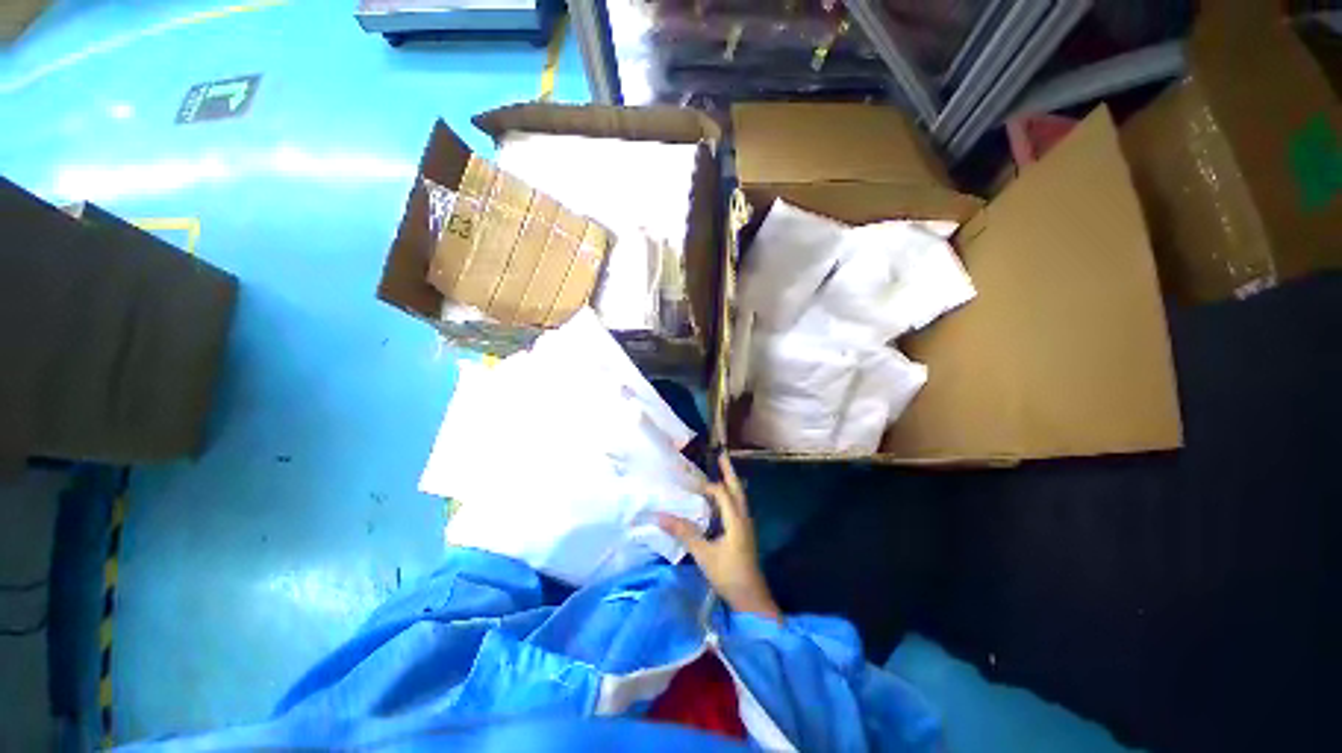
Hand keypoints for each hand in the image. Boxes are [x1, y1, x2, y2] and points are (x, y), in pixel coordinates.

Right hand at [659, 454, 780, 620]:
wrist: (751, 599)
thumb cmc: (729, 575)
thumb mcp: (703, 554)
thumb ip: (683, 533)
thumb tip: (660, 516)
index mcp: (736, 520)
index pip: (723, 494)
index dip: (709, 485)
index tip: (693, 482)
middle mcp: (744, 518)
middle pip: (737, 489)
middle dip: (729, 472)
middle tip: (722, 455)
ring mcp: (746, 526)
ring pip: (740, 498)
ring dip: (731, 483)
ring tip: (722, 471)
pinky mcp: (744, 533)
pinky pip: (738, 507)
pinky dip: (730, 497)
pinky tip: (721, 501)